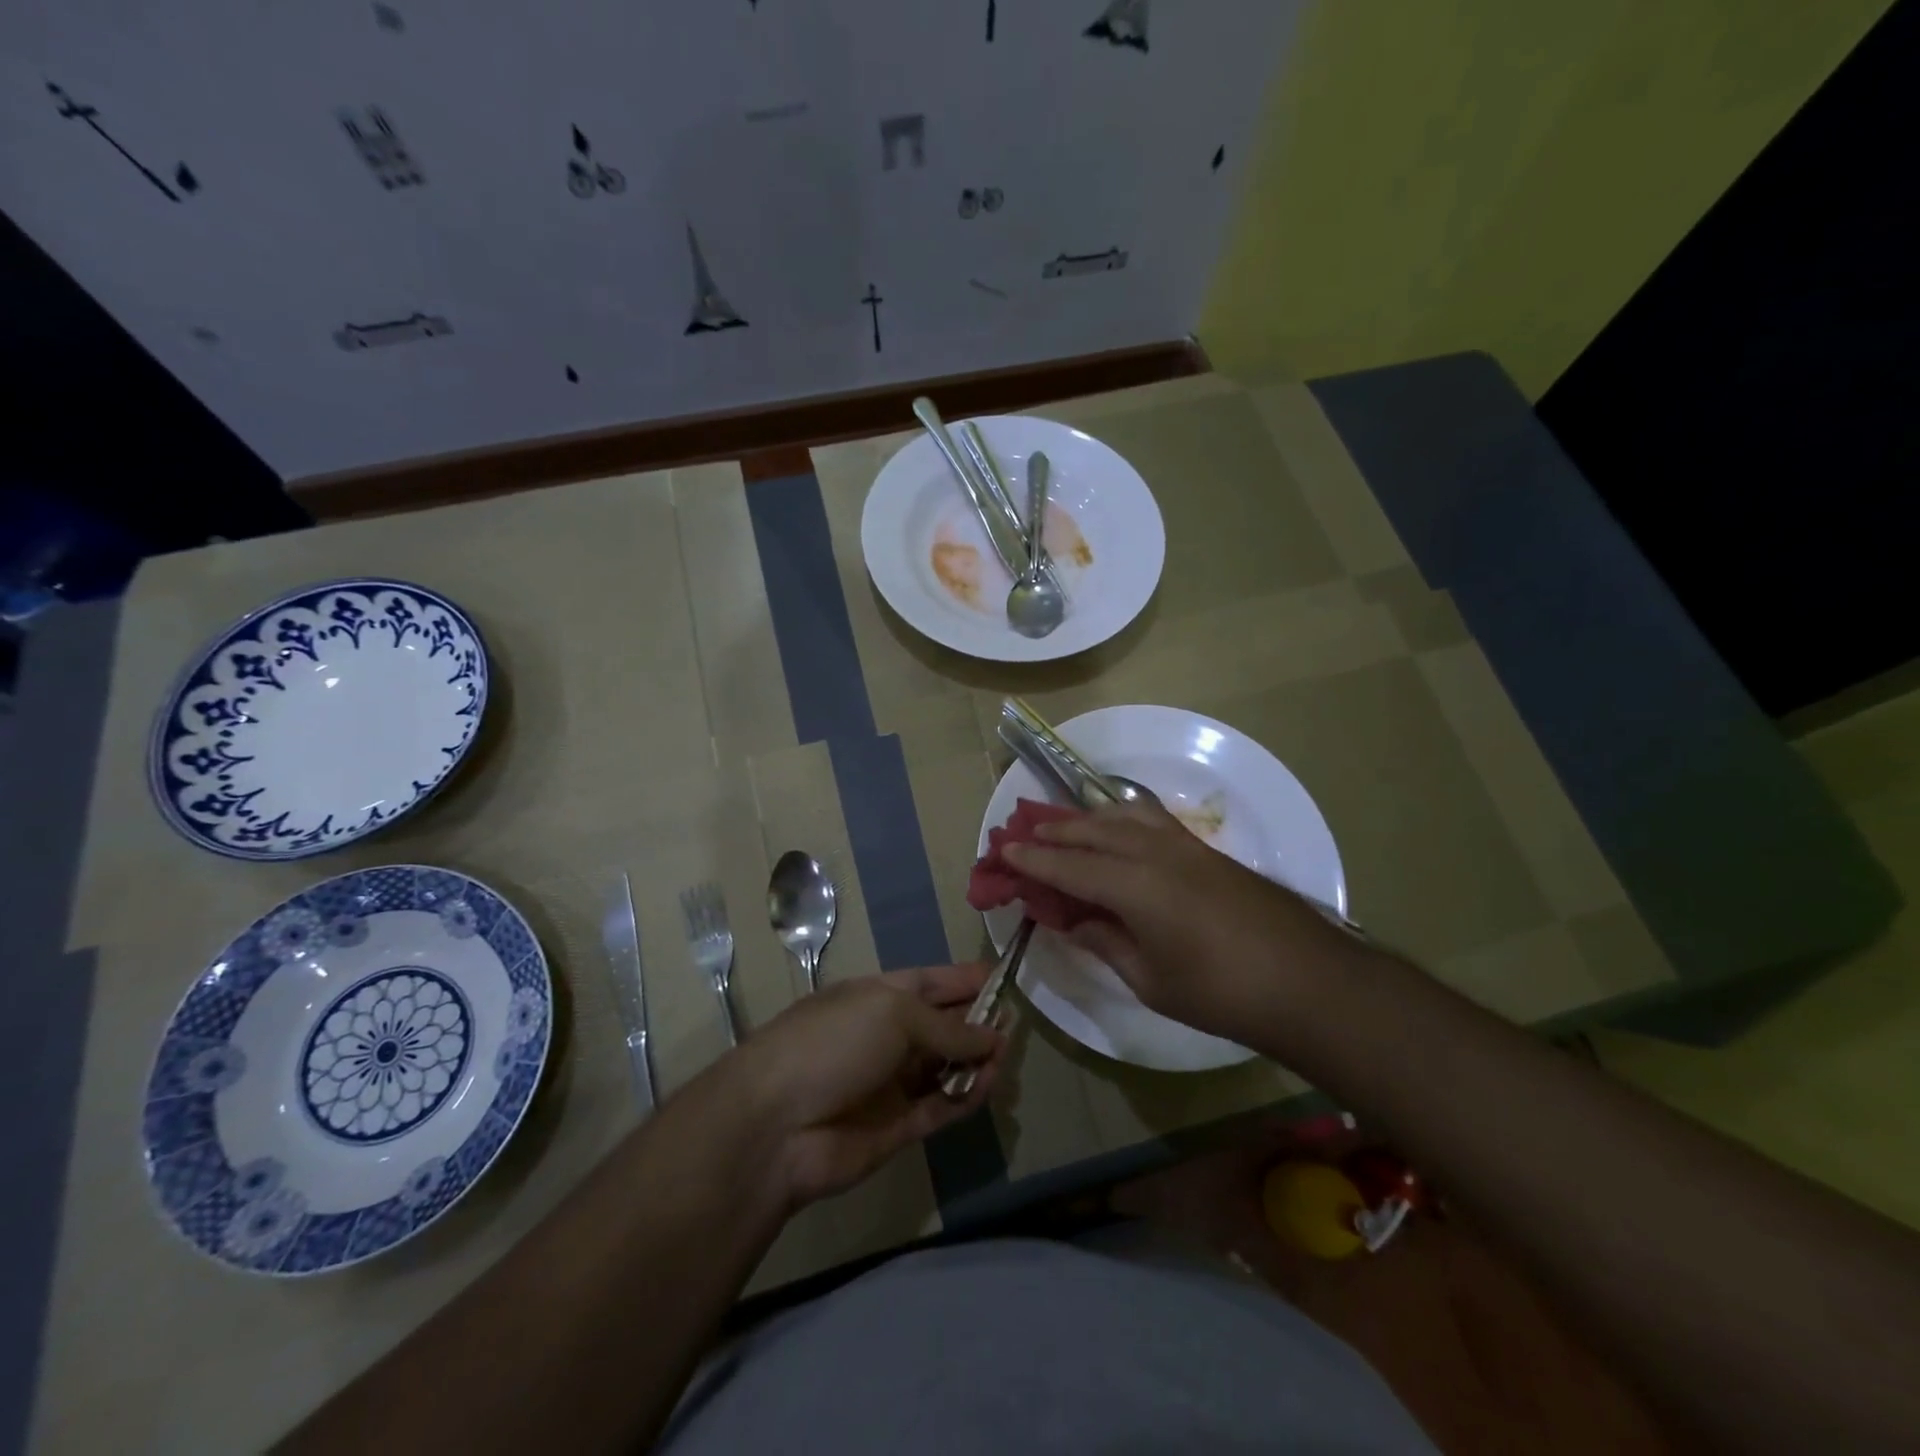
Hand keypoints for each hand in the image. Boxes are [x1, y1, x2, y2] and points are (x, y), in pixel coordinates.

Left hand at [731, 966, 1004, 1209]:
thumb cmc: (834, 1043)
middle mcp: (888, 1035)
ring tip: (1002, 1060)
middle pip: (943, 1025)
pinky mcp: (898, 1126)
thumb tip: (993, 1036)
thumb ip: (948, 1027)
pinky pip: (941, 1107)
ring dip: (976, 1062)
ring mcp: (892, 1082)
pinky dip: (966, 1098)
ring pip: (946, 1068)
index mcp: (881, 996)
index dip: (967, 980)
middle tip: (1013, 1027)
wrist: (776, 1124)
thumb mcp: (893, 1014)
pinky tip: (988, 1087)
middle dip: (978, 1023)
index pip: (933, 982)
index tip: (1006, 979)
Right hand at [1004, 802, 1357, 1041]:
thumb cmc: (1222, 993)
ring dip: (1085, 819)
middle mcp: (1154, 854)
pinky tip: (1117, 823)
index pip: (1069, 867)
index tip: (1003, 852)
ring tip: (1061, 824)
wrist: (1308, 981)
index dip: (1032, 860)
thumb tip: (1075, 922)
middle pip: (1090, 833)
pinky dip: (1122, 817)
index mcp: (1134, 888)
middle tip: (1022, 833)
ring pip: (1121, 818)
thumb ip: (1106, 943)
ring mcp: (1183, 847)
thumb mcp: (1151, 980)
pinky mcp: (1205, 850)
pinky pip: (1150, 820)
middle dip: (1052, 832)